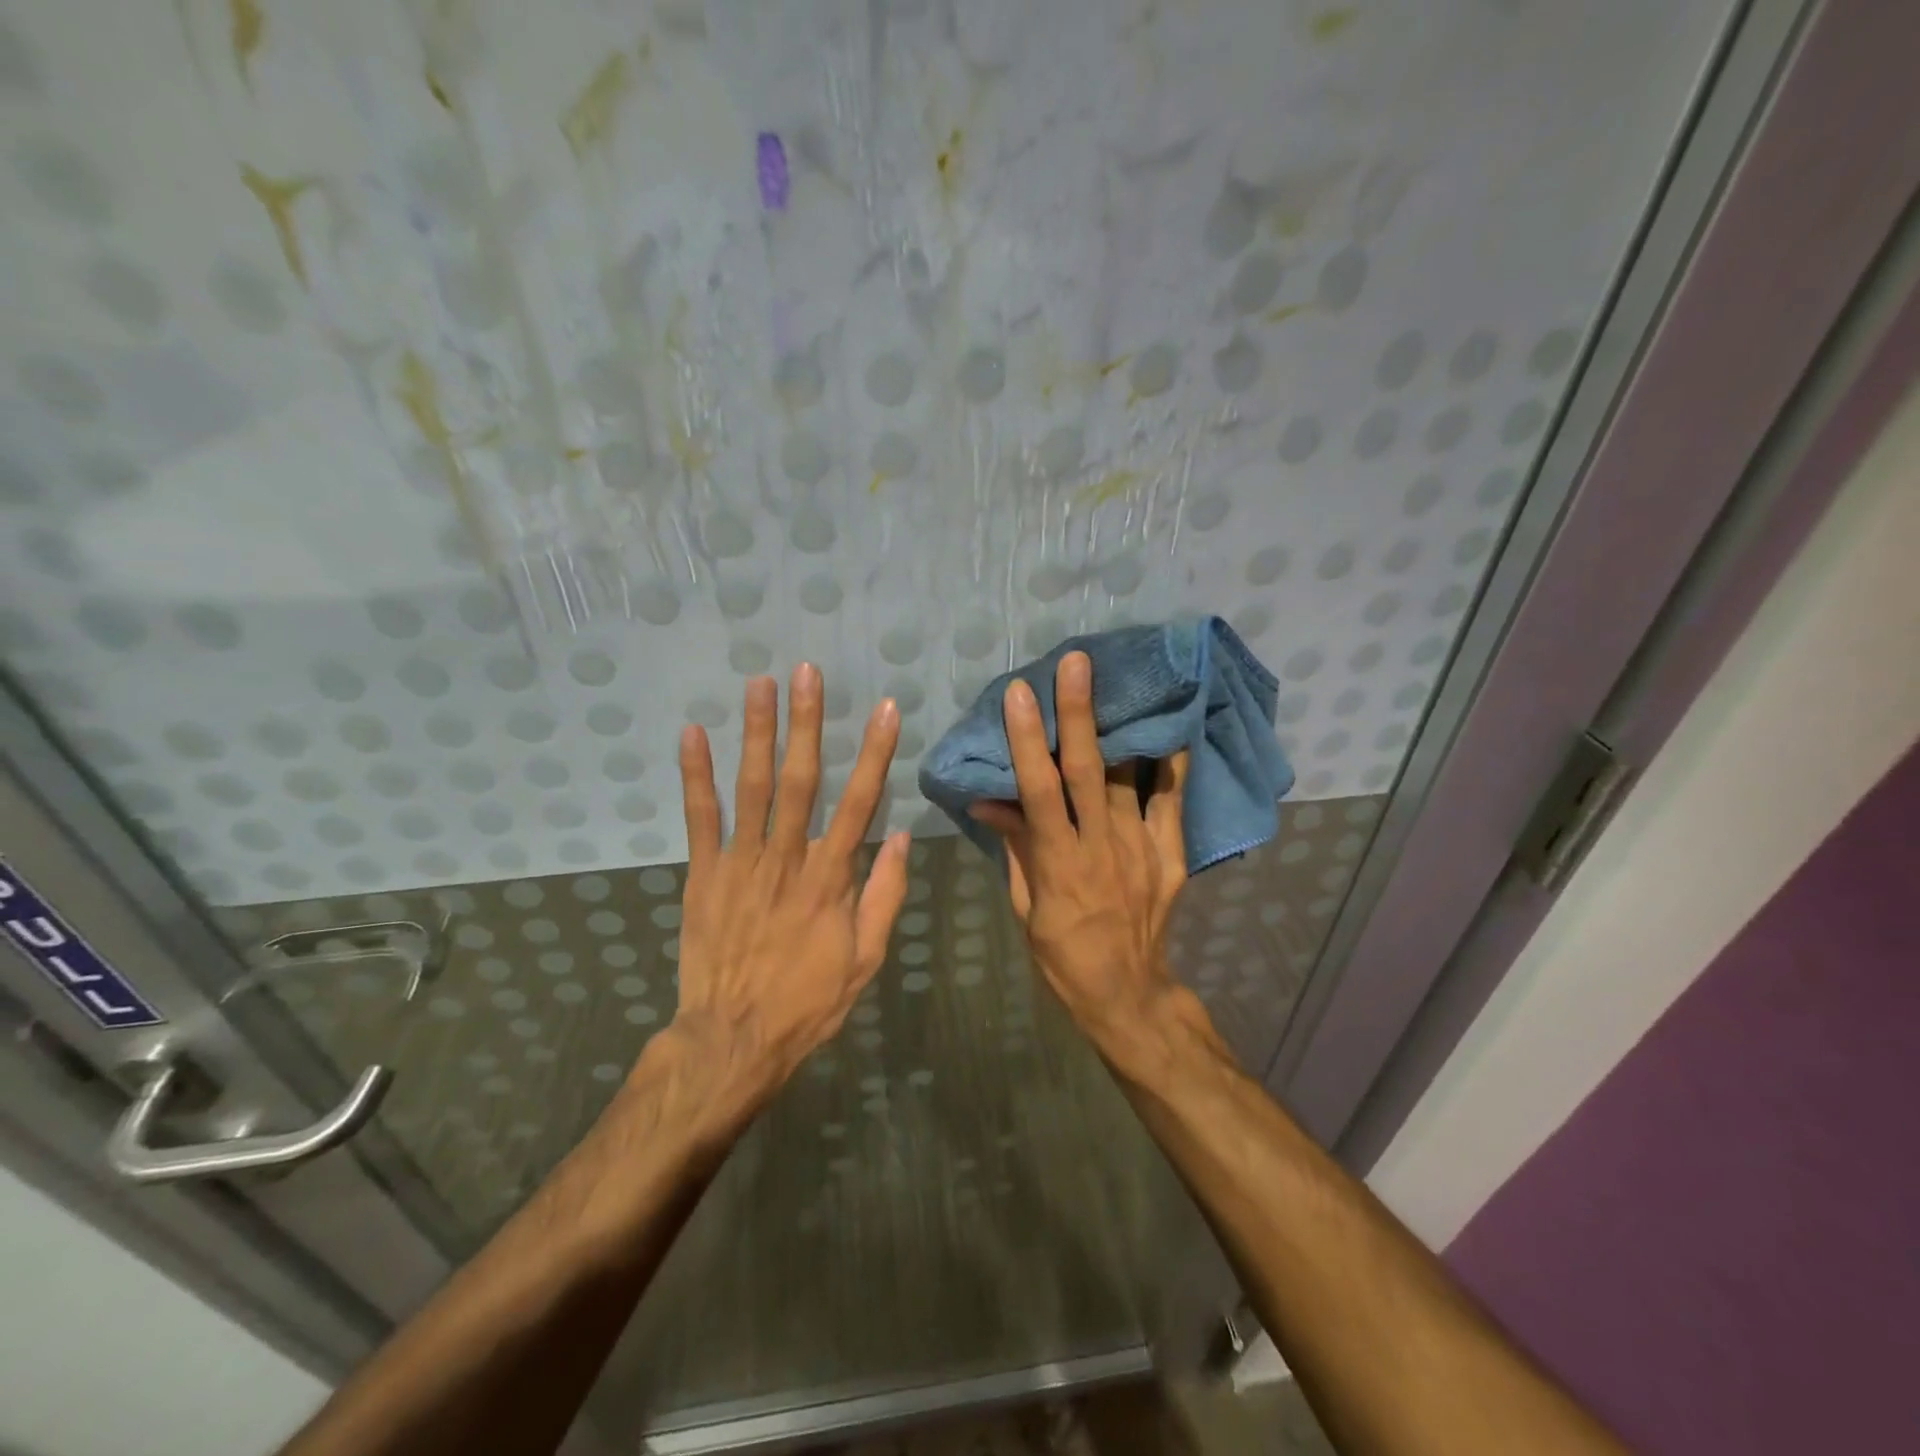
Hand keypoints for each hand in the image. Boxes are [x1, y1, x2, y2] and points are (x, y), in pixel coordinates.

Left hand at [654, 664, 909, 1121]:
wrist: (733, 1039)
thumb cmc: (808, 1002)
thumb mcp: (865, 959)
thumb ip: (885, 895)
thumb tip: (903, 837)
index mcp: (830, 879)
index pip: (859, 803)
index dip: (874, 754)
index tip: (884, 709)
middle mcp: (786, 858)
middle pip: (799, 780)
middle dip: (806, 722)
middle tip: (806, 671)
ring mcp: (740, 863)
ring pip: (751, 787)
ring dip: (755, 732)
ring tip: (758, 683)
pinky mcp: (703, 873)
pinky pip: (699, 817)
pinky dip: (695, 775)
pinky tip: (692, 733)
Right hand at [970, 651, 1190, 1052]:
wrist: (1128, 991)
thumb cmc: (1061, 953)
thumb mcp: (1025, 906)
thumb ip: (1014, 847)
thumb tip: (987, 798)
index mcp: (1060, 863)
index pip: (1040, 791)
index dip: (1028, 741)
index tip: (1020, 695)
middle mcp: (1103, 847)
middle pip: (1089, 772)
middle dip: (1080, 714)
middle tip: (1077, 663)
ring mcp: (1143, 849)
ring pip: (1132, 777)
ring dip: (1122, 727)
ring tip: (1121, 679)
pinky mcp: (1172, 855)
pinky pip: (1173, 801)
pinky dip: (1172, 762)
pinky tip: (1172, 725)